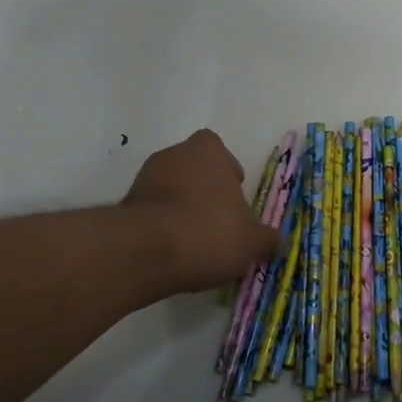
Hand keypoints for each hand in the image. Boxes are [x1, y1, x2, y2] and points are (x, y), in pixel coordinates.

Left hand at [123, 130, 281, 292]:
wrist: (145, 253)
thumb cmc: (208, 231)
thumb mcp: (252, 241)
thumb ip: (267, 239)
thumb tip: (277, 241)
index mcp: (206, 151)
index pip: (217, 149)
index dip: (227, 170)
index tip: (235, 195)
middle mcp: (172, 155)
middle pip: (193, 169)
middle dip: (205, 192)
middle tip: (220, 222)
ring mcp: (144, 179)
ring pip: (170, 190)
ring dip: (182, 210)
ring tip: (197, 244)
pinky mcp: (125, 207)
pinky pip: (152, 213)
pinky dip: (162, 228)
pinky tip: (174, 253)